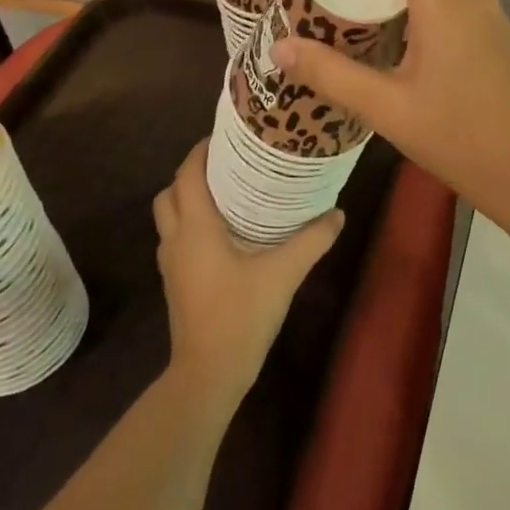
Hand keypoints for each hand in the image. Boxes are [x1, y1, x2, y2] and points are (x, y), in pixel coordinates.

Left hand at [152, 141, 342, 405]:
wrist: (208, 374)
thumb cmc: (240, 315)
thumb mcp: (284, 273)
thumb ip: (313, 239)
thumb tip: (338, 212)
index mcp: (195, 227)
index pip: (187, 175)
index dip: (202, 150)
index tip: (228, 135)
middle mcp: (176, 239)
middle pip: (171, 192)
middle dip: (193, 173)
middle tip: (230, 163)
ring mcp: (172, 263)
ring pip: (171, 216)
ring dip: (191, 198)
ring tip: (230, 191)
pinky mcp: (177, 282)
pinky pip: (178, 237)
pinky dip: (193, 222)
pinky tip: (228, 230)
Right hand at [271, 0, 509, 213]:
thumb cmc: (457, 137)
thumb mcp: (385, 109)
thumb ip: (330, 74)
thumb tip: (279, 48)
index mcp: (445, 0)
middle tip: (352, 18)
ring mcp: (489, 14)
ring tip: (374, 43)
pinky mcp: (496, 34)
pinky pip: (453, 4)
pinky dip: (423, 15)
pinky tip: (409, 64)